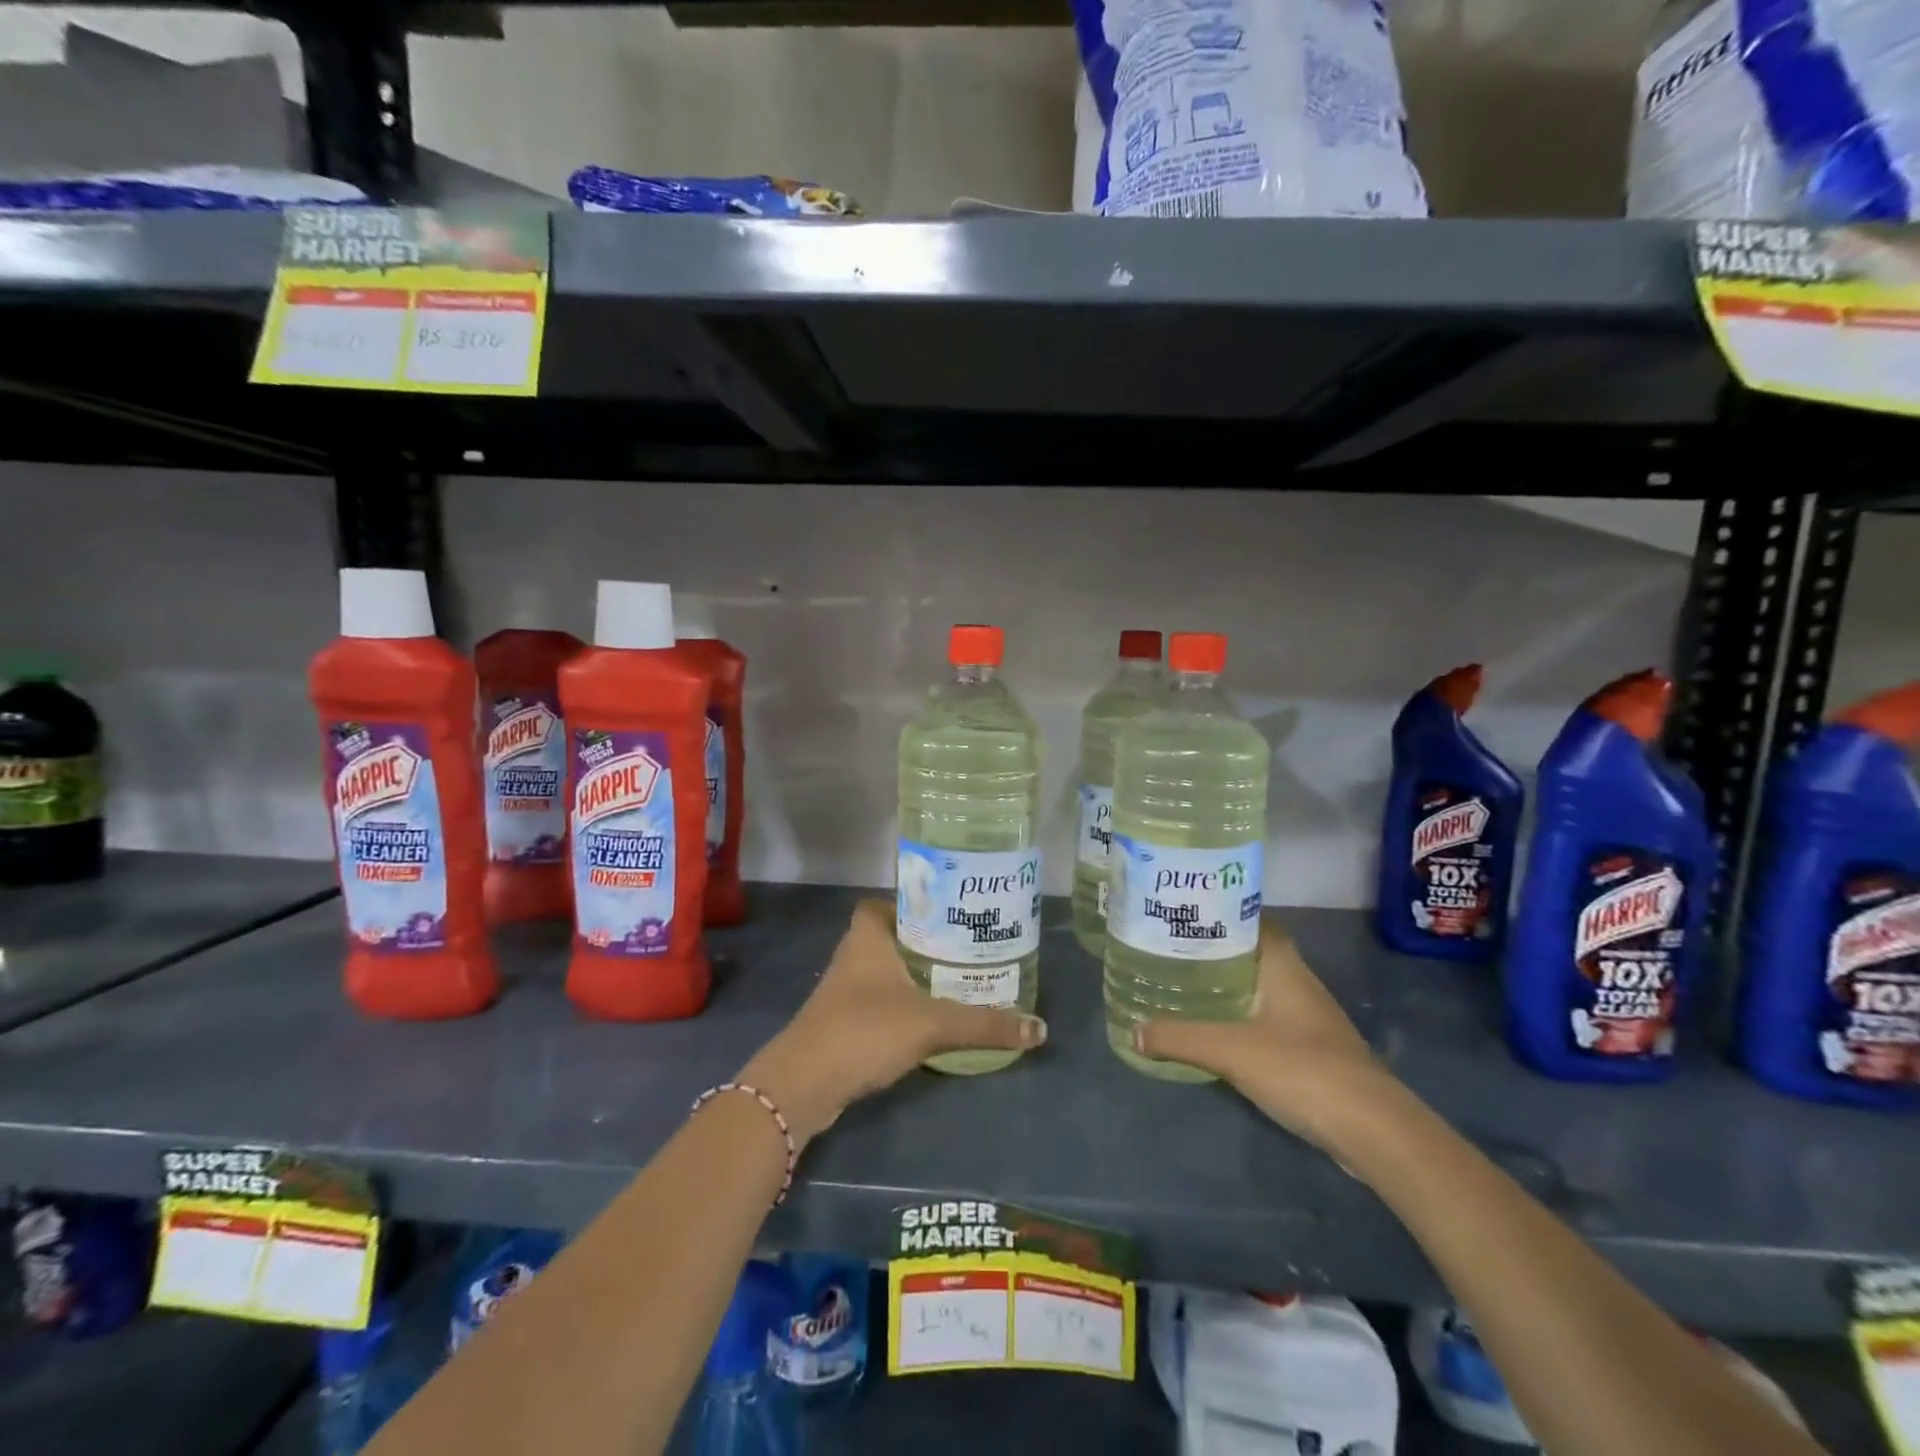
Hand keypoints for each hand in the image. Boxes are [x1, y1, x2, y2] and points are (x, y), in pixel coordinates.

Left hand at [738, 899, 1046, 1142]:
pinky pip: (880, 1003)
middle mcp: (853, 957)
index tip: (948, 914)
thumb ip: (984, 1024)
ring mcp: (845, 992)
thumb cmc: (865, 1030)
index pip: (884, 903)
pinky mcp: (844, 1024)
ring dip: (915, 976)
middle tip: (966, 948)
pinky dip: (904, 1006)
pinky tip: (932, 1020)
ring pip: (886, 972)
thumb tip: (1039, 1028)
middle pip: (891, 937)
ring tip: (958, 981)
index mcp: (868, 937)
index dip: (911, 904)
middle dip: (925, 942)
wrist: (803, 1086)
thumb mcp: (932, 1023)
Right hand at [1133, 916, 1393, 1150]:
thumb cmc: (1302, 1068)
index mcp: (1282, 964)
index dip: (1218, 913)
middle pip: (1251, 953)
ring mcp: (1309, 1017)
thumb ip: (1180, 1038)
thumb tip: (1133, 1031)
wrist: (1373, 1129)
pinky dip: (1240, 1018)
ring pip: (1259, 988)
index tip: (1181, 914)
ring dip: (1226, 986)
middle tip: (1169, 950)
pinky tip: (1216, 1031)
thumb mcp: (1230, 1050)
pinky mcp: (1312, 1049)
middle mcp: (1298, 981)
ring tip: (1182, 985)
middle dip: (1213, 950)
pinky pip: (1267, 1019)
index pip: (1250, 920)